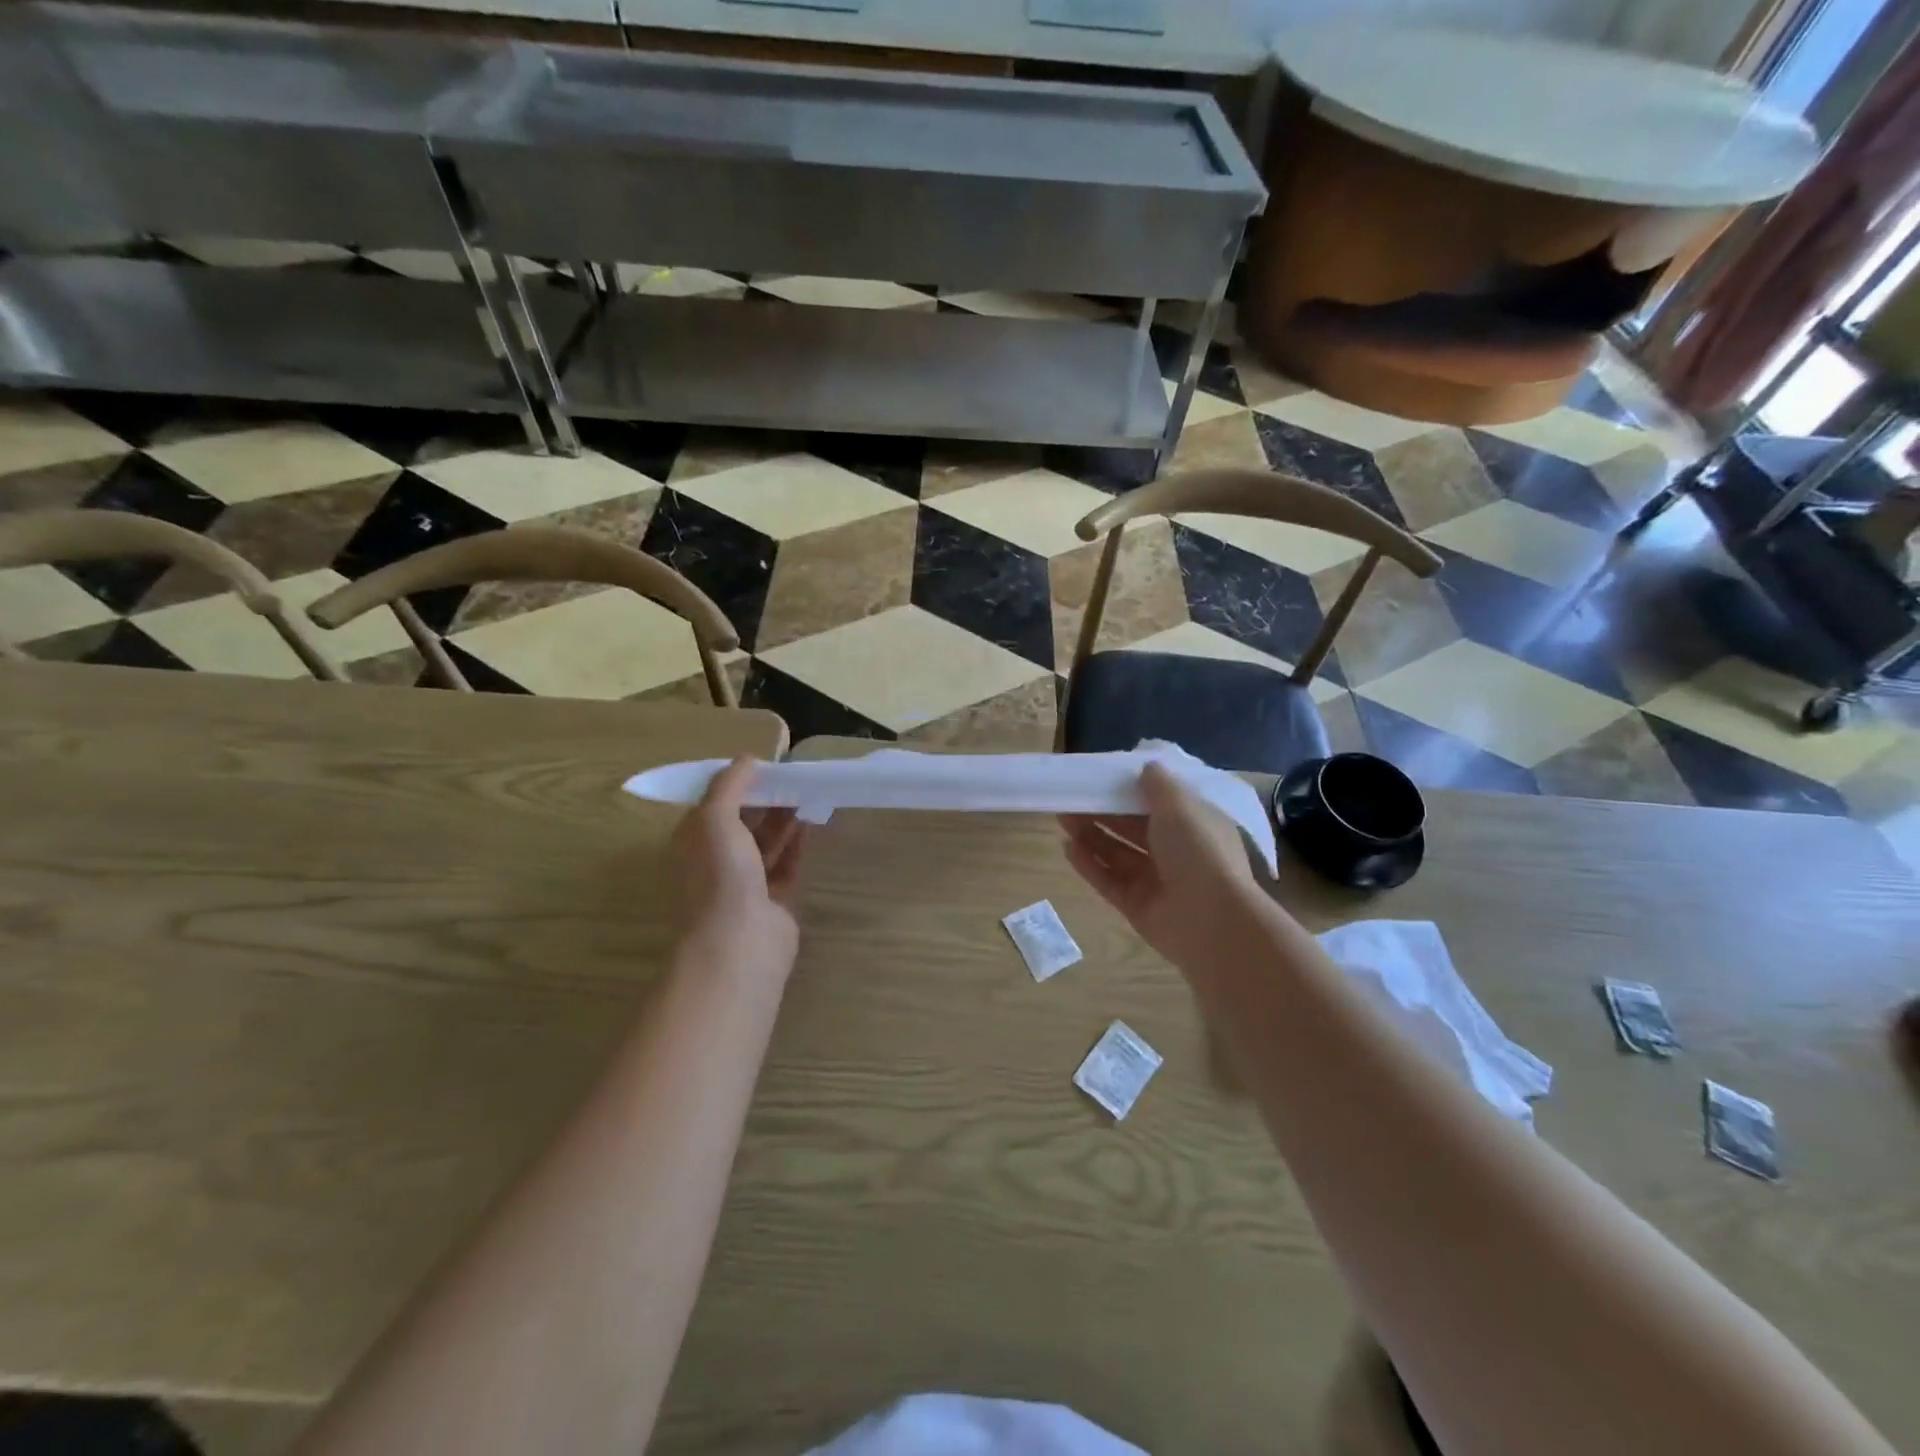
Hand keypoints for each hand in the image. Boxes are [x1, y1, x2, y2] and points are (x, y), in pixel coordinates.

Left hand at [672, 757, 806, 980]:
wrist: (740, 942)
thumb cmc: (720, 875)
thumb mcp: (714, 818)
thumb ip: (729, 785)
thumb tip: (747, 758)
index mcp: (694, 842)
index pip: (713, 804)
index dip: (736, 782)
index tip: (764, 764)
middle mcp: (716, 861)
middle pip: (742, 822)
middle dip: (764, 799)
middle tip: (793, 776)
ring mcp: (745, 883)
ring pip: (765, 843)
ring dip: (783, 819)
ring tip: (807, 793)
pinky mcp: (773, 900)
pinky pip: (786, 864)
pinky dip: (797, 844)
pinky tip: (812, 823)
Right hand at [1060, 762, 1268, 969]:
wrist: (1211, 920)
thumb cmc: (1199, 851)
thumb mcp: (1180, 805)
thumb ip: (1159, 785)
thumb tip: (1148, 767)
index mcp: (1194, 825)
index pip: (1160, 804)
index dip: (1131, 790)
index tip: (1102, 778)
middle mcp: (1177, 852)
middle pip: (1132, 828)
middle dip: (1102, 812)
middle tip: (1071, 798)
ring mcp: (1156, 882)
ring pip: (1117, 854)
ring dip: (1091, 835)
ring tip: (1062, 818)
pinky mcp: (1137, 907)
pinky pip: (1108, 881)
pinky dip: (1089, 865)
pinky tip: (1067, 848)